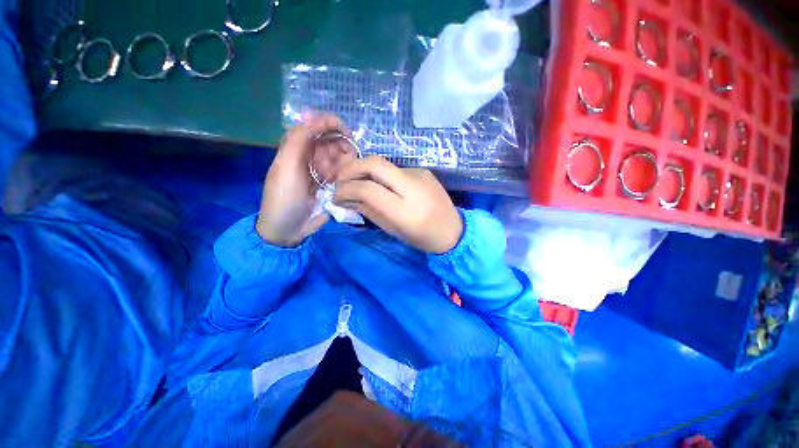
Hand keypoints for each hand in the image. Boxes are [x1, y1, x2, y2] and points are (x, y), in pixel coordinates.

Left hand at [256, 114, 351, 246]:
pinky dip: (344, 176)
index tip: (346, 131)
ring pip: (339, 159)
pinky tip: (340, 184)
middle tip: (340, 162)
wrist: (289, 229)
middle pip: (331, 143)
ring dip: (342, 165)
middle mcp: (310, 158)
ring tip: (336, 178)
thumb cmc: (285, 197)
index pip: (314, 128)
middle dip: (339, 149)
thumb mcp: (286, 167)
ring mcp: (322, 173)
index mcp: (296, 150)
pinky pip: (343, 174)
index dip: (329, 125)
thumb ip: (298, 140)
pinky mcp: (331, 186)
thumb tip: (312, 115)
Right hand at [333, 156, 462, 253]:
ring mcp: (420, 174)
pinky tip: (381, 186)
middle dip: (351, 168)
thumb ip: (368, 211)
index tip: (335, 195)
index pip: (368, 189)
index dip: (346, 189)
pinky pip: (395, 169)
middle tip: (340, 180)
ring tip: (356, 182)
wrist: (454, 230)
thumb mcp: (392, 230)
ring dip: (364, 171)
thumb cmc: (422, 238)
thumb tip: (346, 198)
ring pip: (384, 164)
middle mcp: (413, 186)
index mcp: (406, 210)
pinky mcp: (423, 170)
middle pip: (374, 163)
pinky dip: (381, 176)